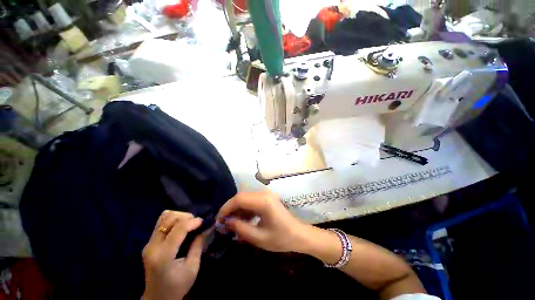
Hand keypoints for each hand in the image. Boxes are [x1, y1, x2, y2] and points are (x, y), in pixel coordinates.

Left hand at [142, 211, 205, 299]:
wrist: (157, 298)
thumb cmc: (177, 286)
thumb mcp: (192, 268)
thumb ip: (198, 245)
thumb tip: (207, 228)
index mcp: (163, 256)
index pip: (178, 229)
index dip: (193, 221)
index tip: (203, 222)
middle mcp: (152, 246)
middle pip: (169, 218)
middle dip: (186, 217)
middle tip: (196, 224)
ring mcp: (148, 243)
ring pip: (164, 217)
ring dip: (179, 216)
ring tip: (188, 224)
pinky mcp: (149, 242)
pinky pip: (161, 222)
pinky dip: (173, 219)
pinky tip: (180, 226)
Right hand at [216, 191, 306, 251]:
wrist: (298, 234)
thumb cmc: (281, 238)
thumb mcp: (259, 238)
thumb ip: (241, 228)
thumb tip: (226, 222)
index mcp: (263, 201)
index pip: (239, 199)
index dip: (226, 208)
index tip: (218, 221)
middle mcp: (264, 194)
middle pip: (241, 196)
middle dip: (230, 209)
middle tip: (223, 223)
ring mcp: (266, 195)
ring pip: (245, 198)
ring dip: (237, 209)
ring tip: (232, 224)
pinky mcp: (267, 198)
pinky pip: (251, 201)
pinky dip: (245, 209)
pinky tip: (243, 220)